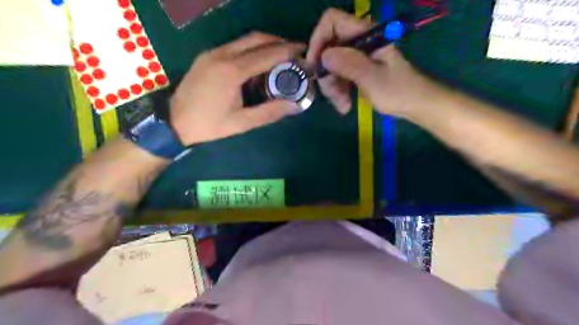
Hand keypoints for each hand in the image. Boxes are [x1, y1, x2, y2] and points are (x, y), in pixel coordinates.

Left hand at [170, 32, 304, 144]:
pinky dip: (251, 48)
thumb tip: (295, 105)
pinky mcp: (207, 55)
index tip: (303, 51)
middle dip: (278, 42)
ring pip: (244, 40)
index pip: (266, 54)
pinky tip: (258, 61)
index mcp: (231, 71)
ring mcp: (212, 52)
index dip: (287, 51)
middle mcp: (221, 54)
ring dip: (265, 44)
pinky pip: (234, 46)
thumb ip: (269, 112)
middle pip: (256, 39)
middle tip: (294, 51)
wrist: (174, 121)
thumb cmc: (209, 125)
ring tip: (281, 55)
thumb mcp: (242, 123)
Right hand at [308, 7, 428, 117]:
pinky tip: (345, 105)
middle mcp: (358, 41)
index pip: (332, 21)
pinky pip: (338, 77)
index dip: (318, 39)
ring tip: (342, 105)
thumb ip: (349, 64)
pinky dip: (338, 92)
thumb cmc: (398, 90)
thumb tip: (323, 55)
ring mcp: (357, 56)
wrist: (414, 104)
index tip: (315, 65)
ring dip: (332, 88)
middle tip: (332, 94)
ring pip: (331, 66)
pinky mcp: (356, 70)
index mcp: (366, 34)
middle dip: (327, 74)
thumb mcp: (373, 78)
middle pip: (328, 48)